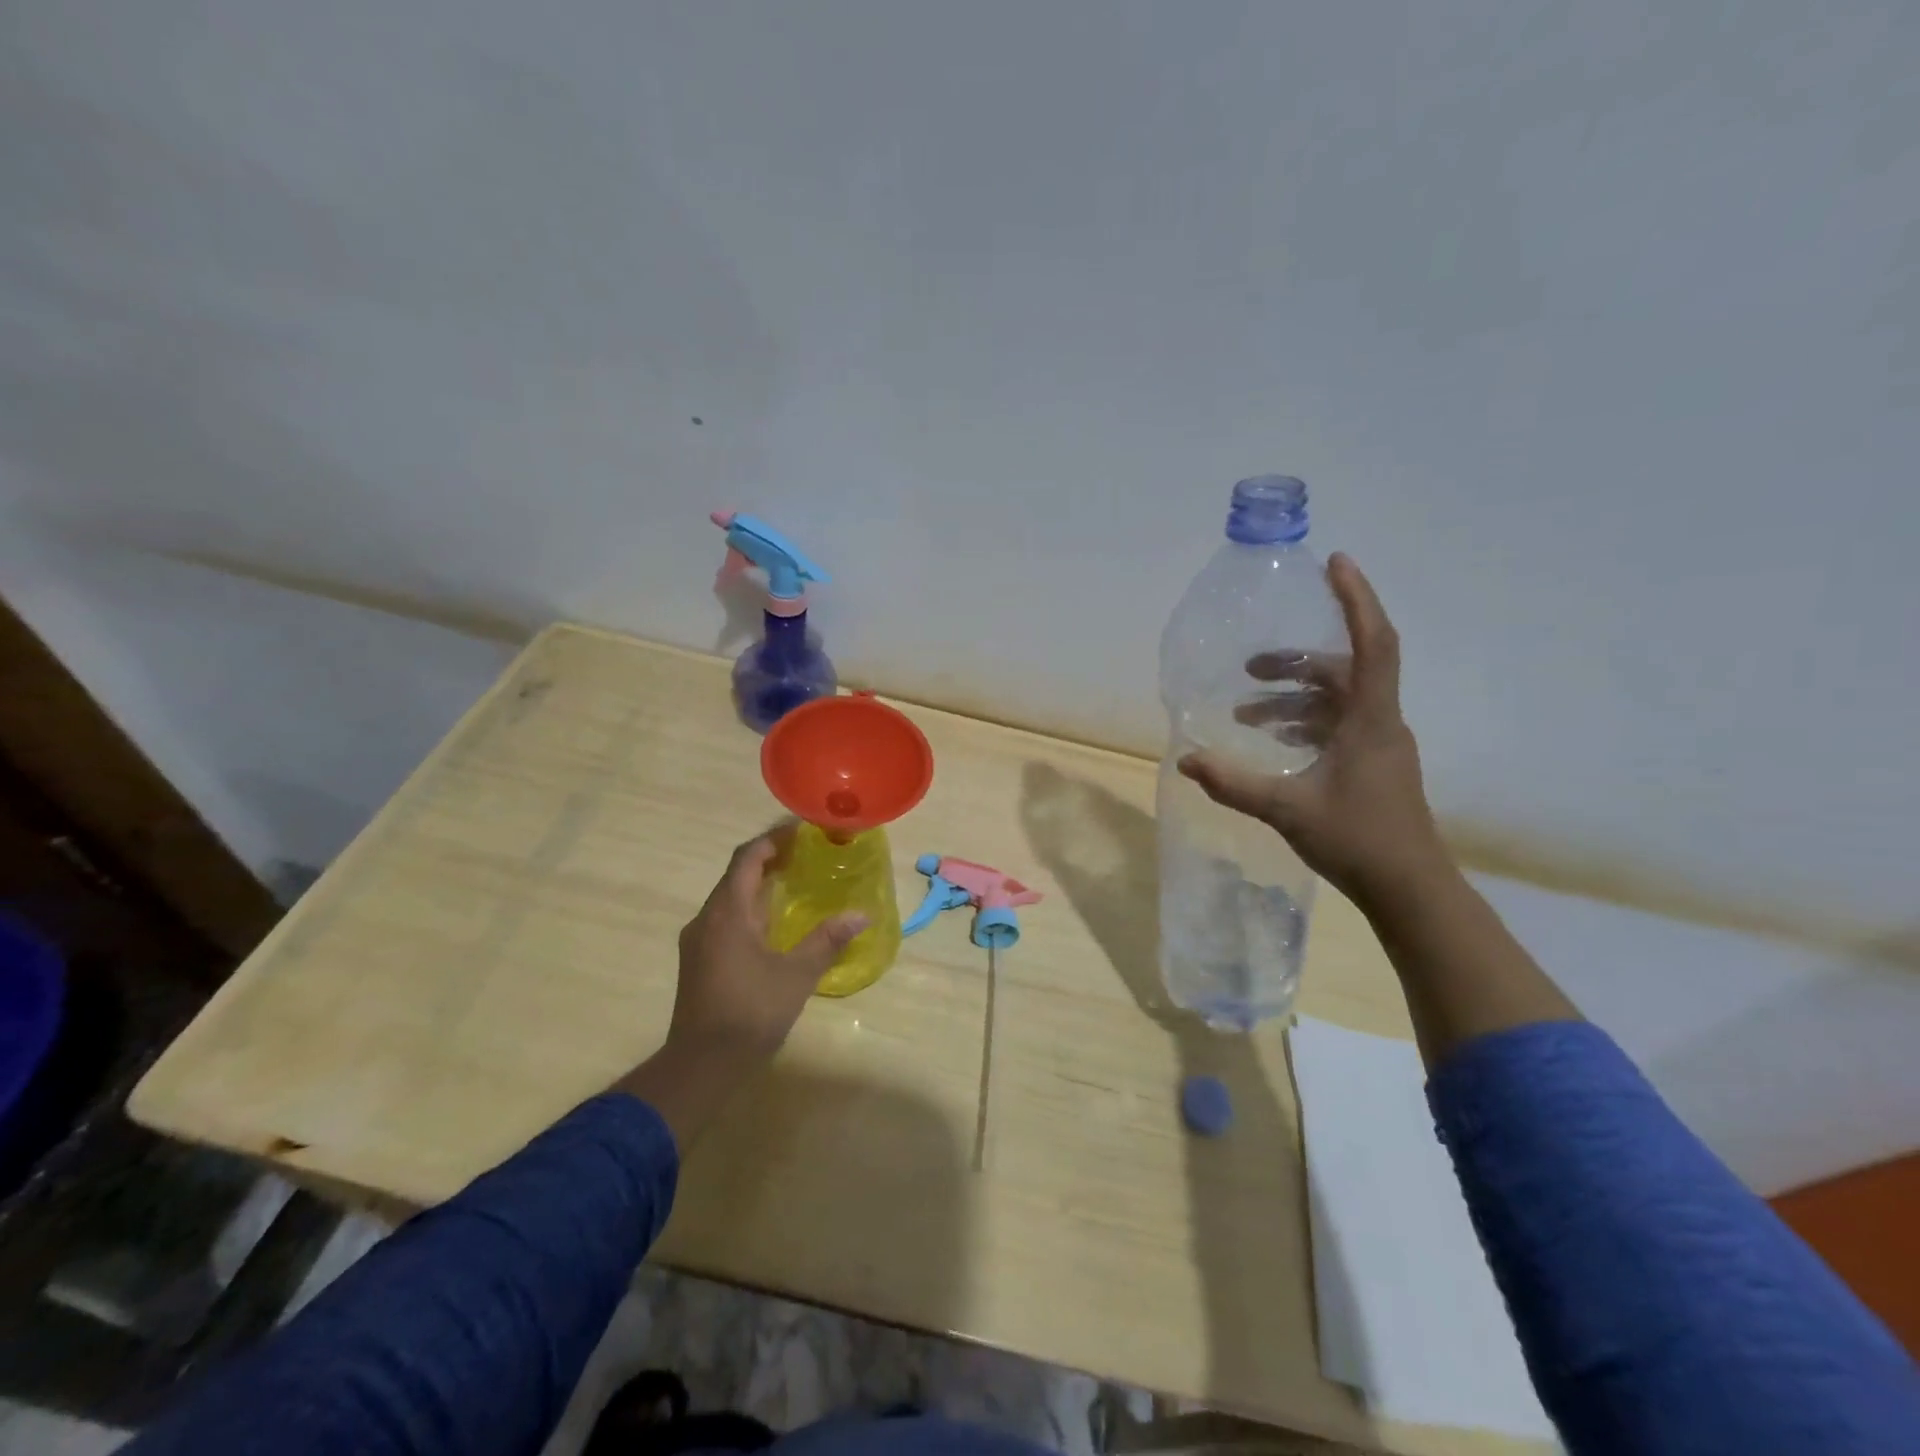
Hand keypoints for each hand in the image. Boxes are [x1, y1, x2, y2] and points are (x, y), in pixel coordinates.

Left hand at [668, 832, 867, 1067]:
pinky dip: (751, 909)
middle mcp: (707, 918)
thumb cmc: (749, 1012)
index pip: (747, 857)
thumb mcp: (796, 975)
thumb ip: (827, 940)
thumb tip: (861, 915)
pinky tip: (775, 924)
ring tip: (797, 883)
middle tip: (808, 854)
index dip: (773, 839)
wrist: (700, 1065)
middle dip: (770, 859)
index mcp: (727, 912)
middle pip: (737, 874)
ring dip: (760, 885)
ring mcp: (699, 941)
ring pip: (730, 898)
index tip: (802, 830)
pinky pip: (726, 919)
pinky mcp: (699, 961)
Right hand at [1178, 553, 1447, 906]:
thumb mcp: (1286, 809)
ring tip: (1244, 714)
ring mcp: (1380, 744)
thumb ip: (1233, 783)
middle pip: (1344, 670)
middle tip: (1249, 665)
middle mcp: (1381, 723)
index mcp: (1371, 722)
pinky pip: (1338, 724)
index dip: (1357, 600)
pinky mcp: (1374, 763)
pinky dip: (1304, 722)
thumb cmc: (1357, 840)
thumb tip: (1185, 760)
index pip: (1373, 645)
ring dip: (1292, 700)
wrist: (1410, 888)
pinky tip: (1272, 741)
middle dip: (1295, 662)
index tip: (1337, 563)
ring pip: (1337, 700)